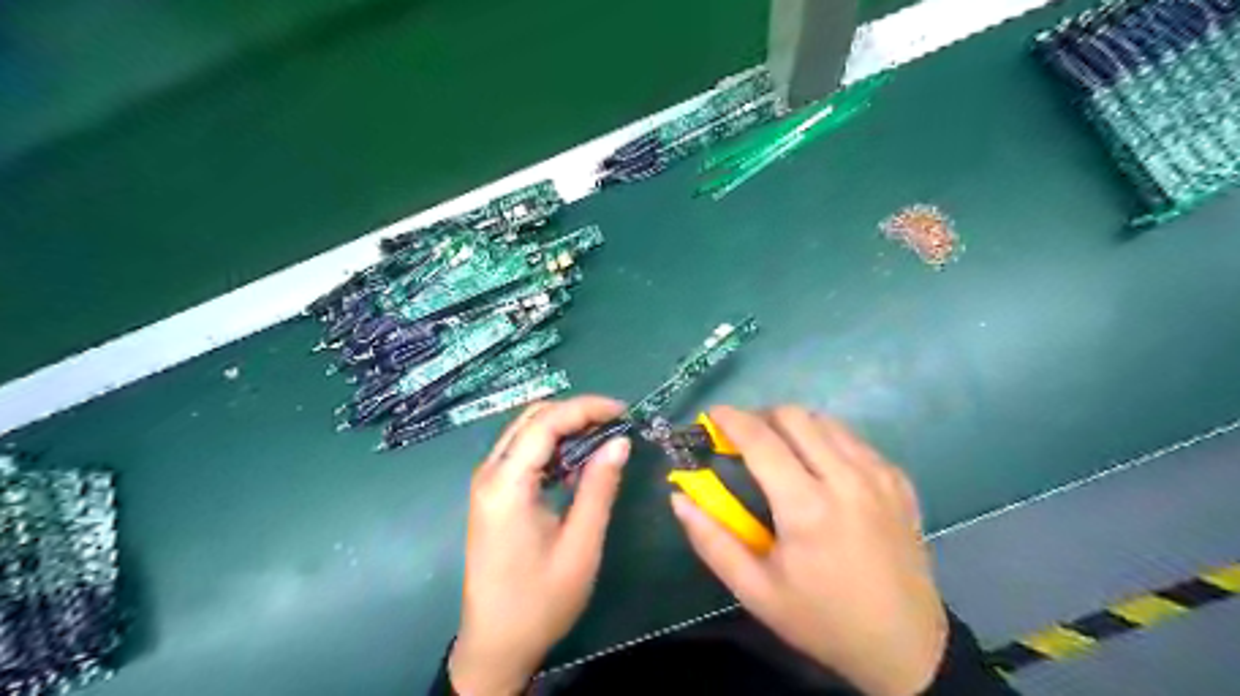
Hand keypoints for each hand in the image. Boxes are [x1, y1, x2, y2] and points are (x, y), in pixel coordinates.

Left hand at [445, 397, 631, 695]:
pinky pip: (523, 453)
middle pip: (533, 418)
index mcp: (506, 484)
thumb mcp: (580, 545)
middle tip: (616, 424)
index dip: (587, 408)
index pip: (546, 422)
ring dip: (565, 428)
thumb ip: (599, 487)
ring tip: (604, 439)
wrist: (496, 644)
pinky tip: (578, 463)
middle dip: (576, 412)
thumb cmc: (540, 601)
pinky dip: (553, 447)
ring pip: (527, 431)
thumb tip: (620, 441)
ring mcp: (487, 482)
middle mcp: (489, 473)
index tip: (624, 412)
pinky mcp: (492, 493)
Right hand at [674, 405, 945, 694]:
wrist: (905, 645)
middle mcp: (847, 479)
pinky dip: (828, 441)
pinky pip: (854, 440)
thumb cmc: (821, 620)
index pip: (761, 439)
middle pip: (795, 416)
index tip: (712, 415)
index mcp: (807, 508)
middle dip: (762, 417)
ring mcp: (879, 476)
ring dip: (795, 426)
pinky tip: (822, 469)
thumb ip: (712, 541)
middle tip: (746, 440)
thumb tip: (679, 498)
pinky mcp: (899, 480)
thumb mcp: (755, 592)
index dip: (731, 419)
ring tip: (781, 452)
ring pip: (827, 421)